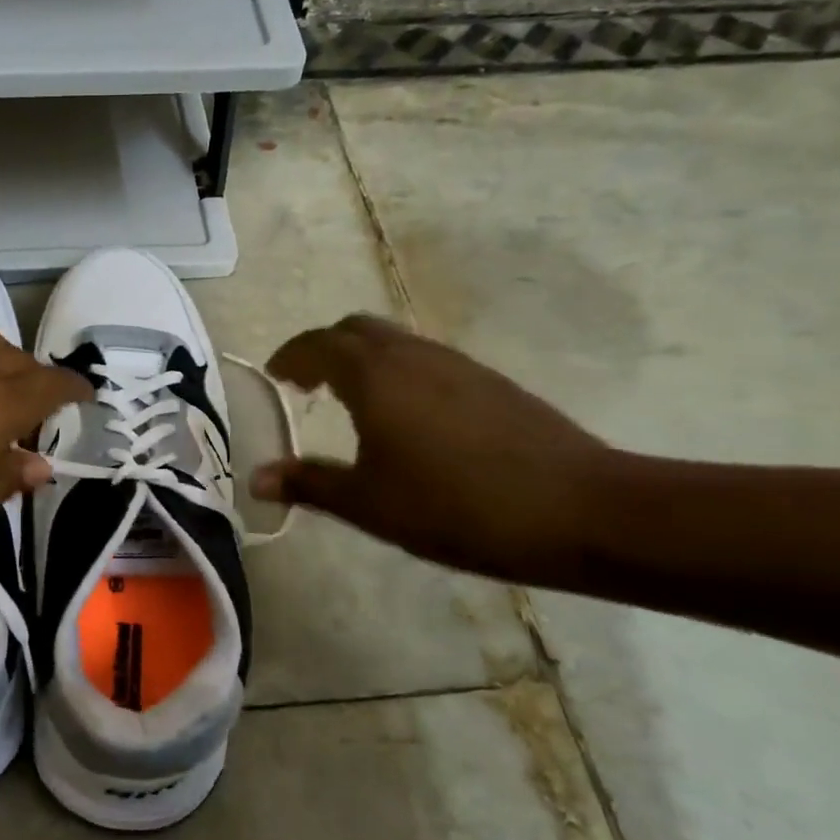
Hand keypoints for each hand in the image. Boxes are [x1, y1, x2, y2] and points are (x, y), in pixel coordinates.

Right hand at [250, 315, 610, 585]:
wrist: (581, 510)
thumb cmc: (456, 506)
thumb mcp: (369, 504)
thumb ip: (309, 484)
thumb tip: (257, 478)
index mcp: (374, 374)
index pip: (317, 344)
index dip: (290, 357)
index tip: (274, 377)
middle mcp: (412, 354)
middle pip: (355, 329)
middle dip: (323, 349)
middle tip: (306, 385)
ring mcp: (457, 364)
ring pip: (394, 341)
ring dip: (362, 359)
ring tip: (350, 402)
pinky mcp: (490, 382)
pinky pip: (425, 360)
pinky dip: (396, 372)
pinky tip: (406, 418)